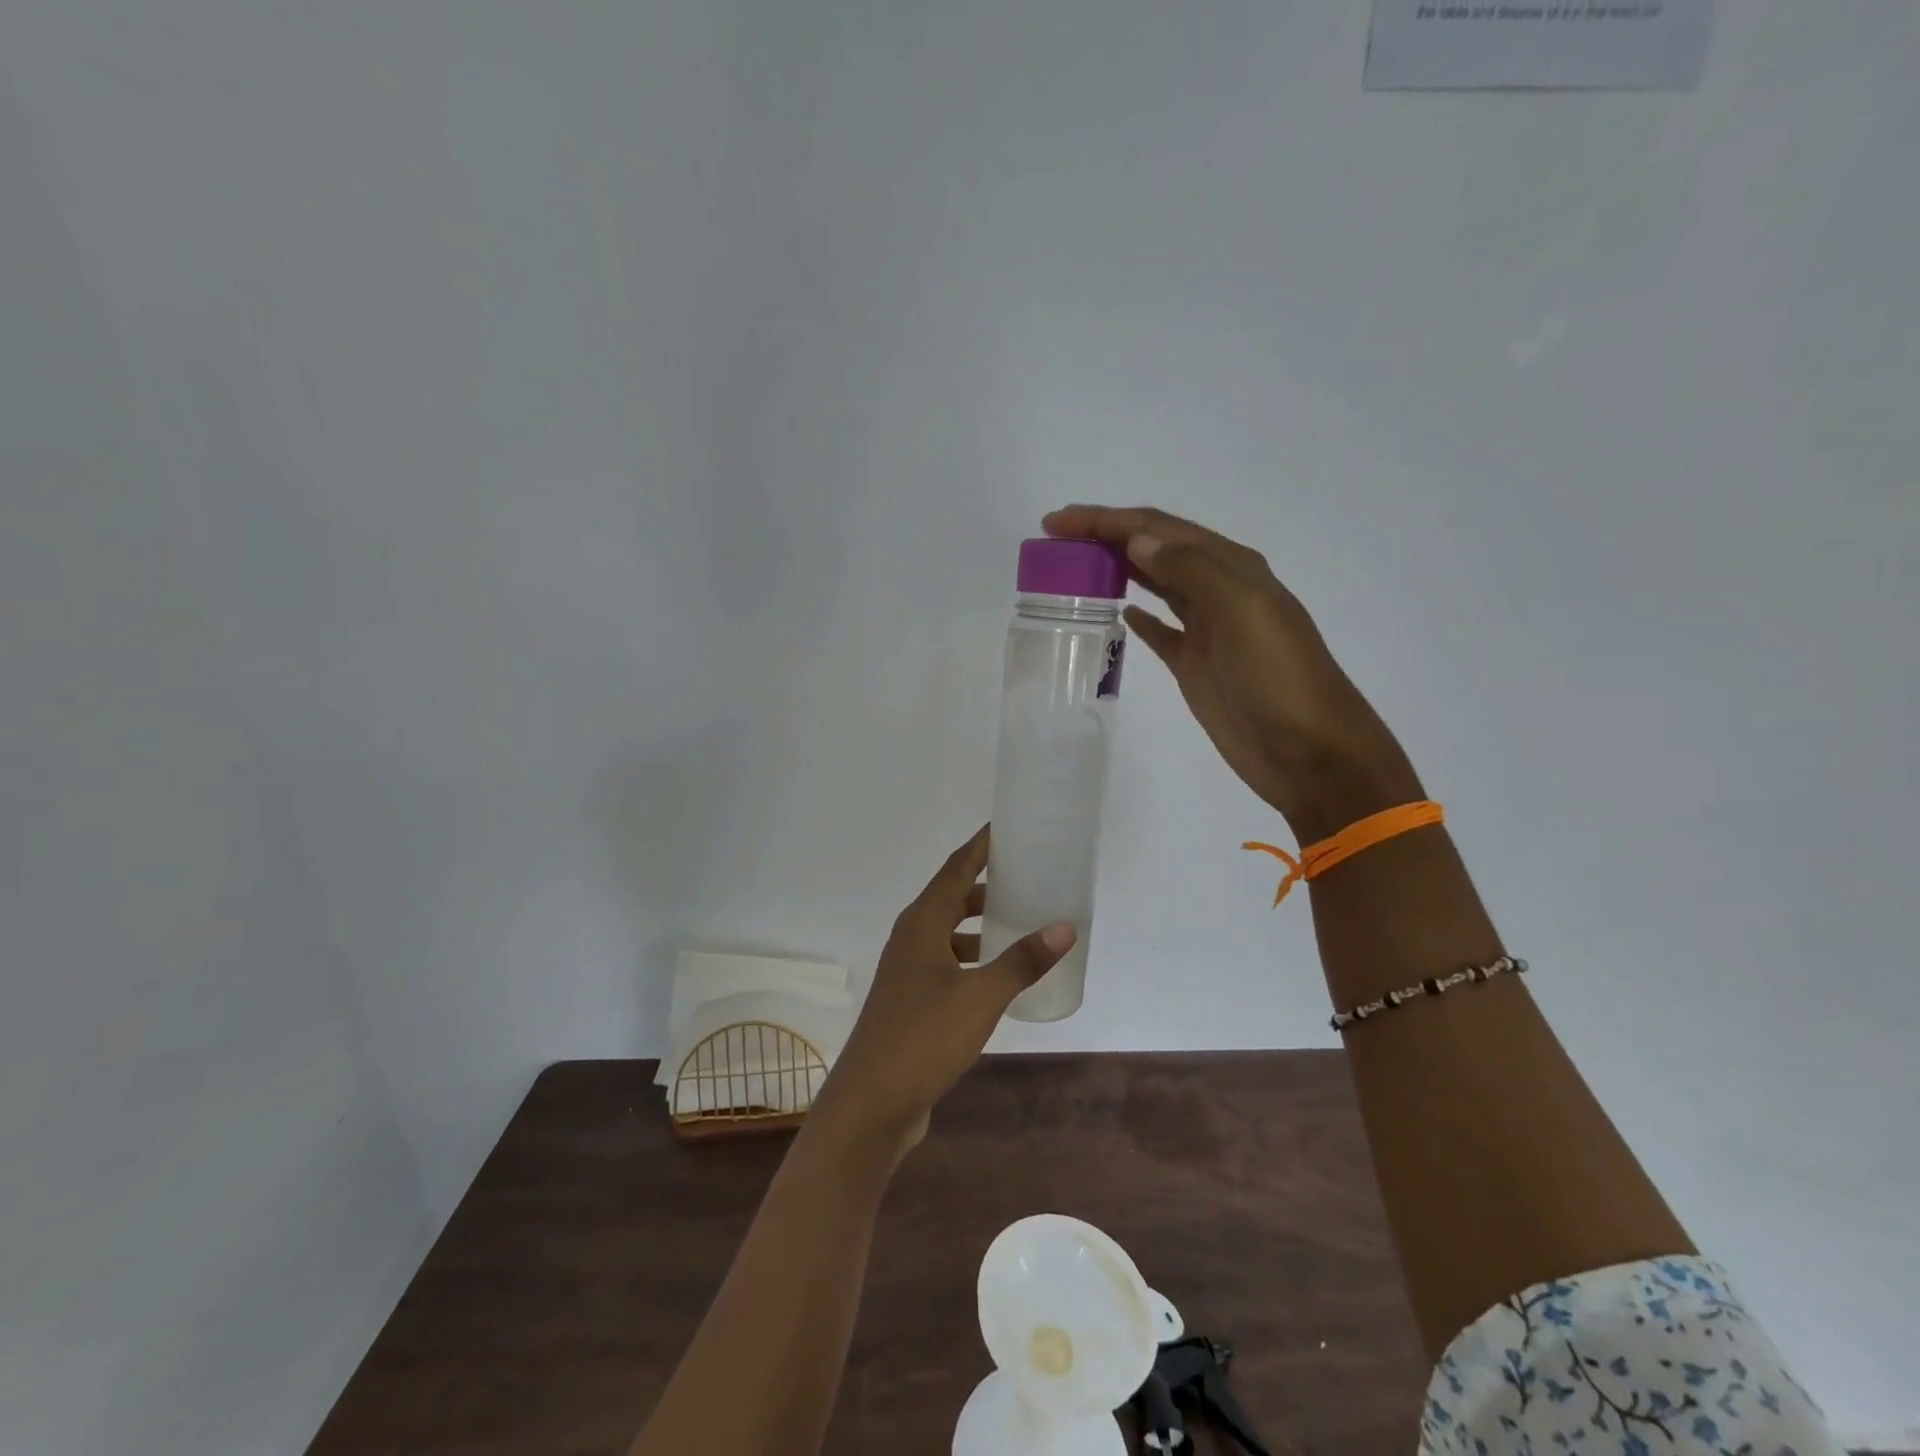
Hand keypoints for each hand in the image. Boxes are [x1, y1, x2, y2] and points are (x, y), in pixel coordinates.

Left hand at [816, 826, 1074, 1154]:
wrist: (871, 1103)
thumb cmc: (923, 1038)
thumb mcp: (981, 996)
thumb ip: (1022, 961)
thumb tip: (1064, 926)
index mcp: (922, 923)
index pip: (956, 867)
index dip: (982, 845)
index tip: (1010, 827)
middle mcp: (912, 937)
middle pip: (952, 896)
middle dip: (987, 884)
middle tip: (1028, 876)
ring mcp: (909, 970)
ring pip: (950, 932)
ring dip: (980, 924)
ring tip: (1021, 922)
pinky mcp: (912, 999)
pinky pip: (948, 962)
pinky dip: (974, 957)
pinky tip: (999, 975)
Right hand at [1043, 505, 1422, 840]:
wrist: (1310, 753)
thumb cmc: (1279, 680)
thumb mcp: (1243, 613)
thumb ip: (1193, 571)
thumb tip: (1139, 540)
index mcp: (1231, 567)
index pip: (1159, 528)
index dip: (1106, 520)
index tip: (1057, 522)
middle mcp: (1218, 589)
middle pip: (1153, 549)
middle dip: (1105, 537)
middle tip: (1055, 540)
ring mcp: (1206, 629)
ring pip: (1155, 583)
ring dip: (1117, 568)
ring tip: (1074, 566)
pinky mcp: (1196, 664)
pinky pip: (1161, 630)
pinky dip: (1138, 616)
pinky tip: (1119, 612)